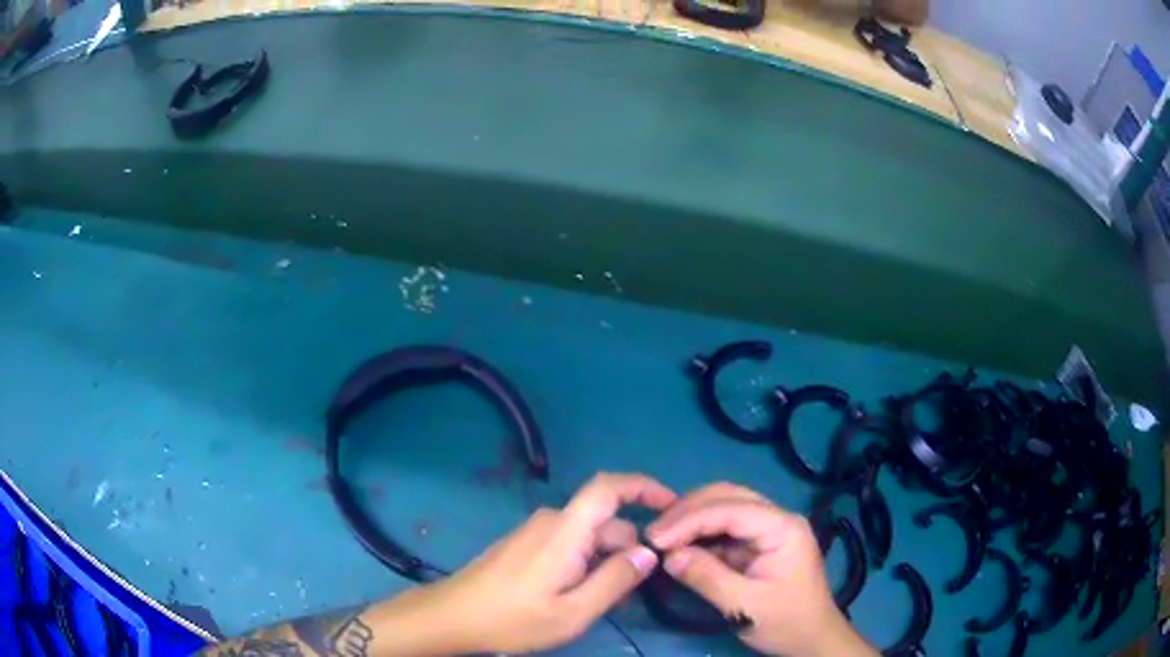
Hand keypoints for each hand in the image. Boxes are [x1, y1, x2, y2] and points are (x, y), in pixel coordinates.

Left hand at [429, 473, 675, 653]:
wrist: (453, 616)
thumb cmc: (513, 618)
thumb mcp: (573, 611)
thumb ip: (614, 580)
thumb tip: (648, 553)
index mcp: (565, 531)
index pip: (609, 487)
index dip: (644, 487)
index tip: (673, 505)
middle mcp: (551, 521)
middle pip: (605, 522)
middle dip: (629, 549)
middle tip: (637, 591)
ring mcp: (536, 532)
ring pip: (588, 537)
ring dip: (607, 561)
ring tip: (608, 600)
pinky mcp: (526, 544)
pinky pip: (569, 545)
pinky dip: (586, 563)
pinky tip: (582, 594)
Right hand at [647, 483, 875, 656]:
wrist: (811, 639)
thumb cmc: (785, 622)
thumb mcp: (745, 606)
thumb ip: (707, 578)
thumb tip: (668, 556)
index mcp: (783, 527)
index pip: (731, 509)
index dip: (690, 519)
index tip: (655, 539)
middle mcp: (777, 518)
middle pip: (728, 496)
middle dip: (688, 511)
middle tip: (654, 533)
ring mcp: (768, 528)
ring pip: (725, 506)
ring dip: (691, 518)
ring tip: (661, 537)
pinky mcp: (758, 542)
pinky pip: (725, 527)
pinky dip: (699, 533)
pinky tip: (680, 544)